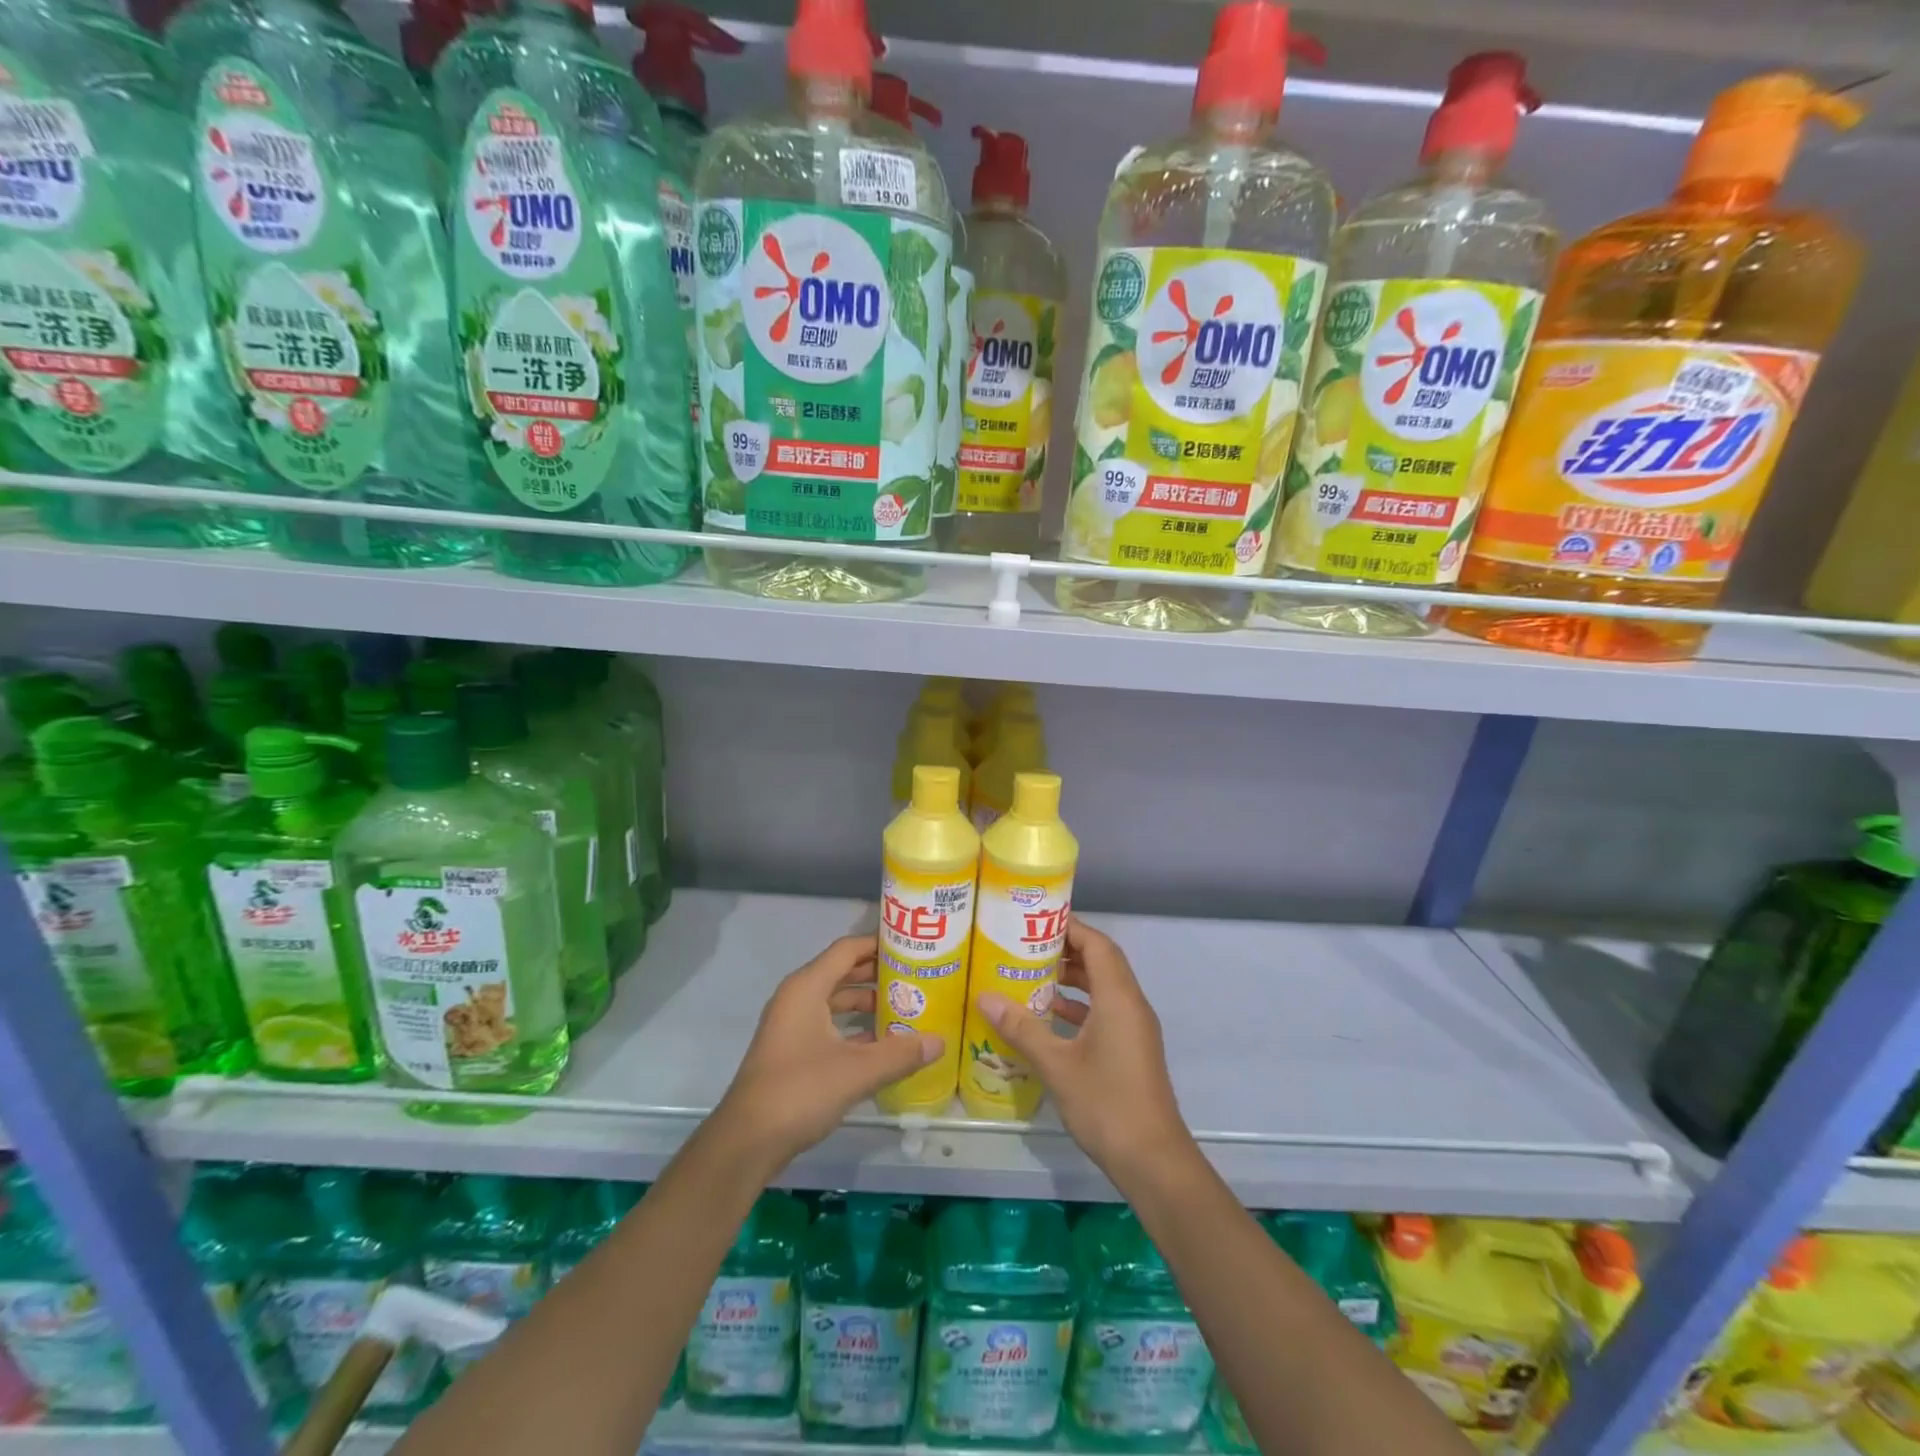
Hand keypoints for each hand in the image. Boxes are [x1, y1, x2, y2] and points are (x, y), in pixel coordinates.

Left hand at [714, 935, 942, 1170]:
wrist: (747, 1141)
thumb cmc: (800, 1091)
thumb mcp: (857, 1071)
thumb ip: (900, 1053)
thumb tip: (940, 1042)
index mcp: (807, 987)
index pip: (847, 949)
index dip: (879, 944)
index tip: (912, 946)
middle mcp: (797, 997)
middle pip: (842, 972)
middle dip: (878, 974)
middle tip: (916, 976)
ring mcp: (791, 1025)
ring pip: (835, 1000)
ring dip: (867, 1003)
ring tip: (905, 1008)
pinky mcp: (791, 1050)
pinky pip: (828, 1024)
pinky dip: (853, 1027)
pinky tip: (882, 1044)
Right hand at [976, 918, 1193, 1182]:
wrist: (1153, 1161)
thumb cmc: (1106, 1104)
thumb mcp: (1056, 1065)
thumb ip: (1022, 1028)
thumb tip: (985, 997)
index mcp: (1119, 998)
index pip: (1097, 944)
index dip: (1070, 927)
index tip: (1036, 920)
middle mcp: (1131, 1005)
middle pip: (1101, 962)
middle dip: (1066, 950)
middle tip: (1026, 946)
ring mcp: (1134, 1029)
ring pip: (1103, 988)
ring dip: (1072, 980)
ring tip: (1031, 977)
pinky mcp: (1131, 1050)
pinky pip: (1104, 1012)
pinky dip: (1078, 1007)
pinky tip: (1047, 1019)